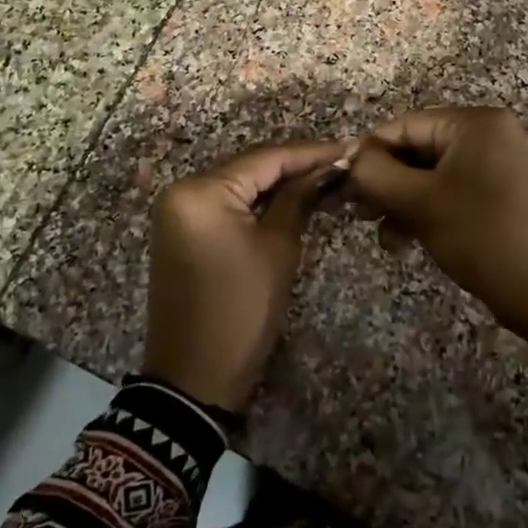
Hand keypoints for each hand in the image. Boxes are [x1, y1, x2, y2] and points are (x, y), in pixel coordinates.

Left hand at [144, 140, 347, 413]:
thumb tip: (327, 168)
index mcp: (200, 191)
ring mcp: (177, 211)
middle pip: (249, 167)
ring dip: (278, 183)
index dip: (310, 153)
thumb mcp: (277, 250)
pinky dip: (257, 202)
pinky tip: (291, 198)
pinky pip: (225, 204)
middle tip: (341, 163)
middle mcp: (182, 191)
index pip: (265, 158)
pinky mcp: (181, 231)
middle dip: (295, 165)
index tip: (350, 149)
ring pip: (238, 184)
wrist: (194, 378)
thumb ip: (299, 199)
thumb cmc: (241, 311)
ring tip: (325, 177)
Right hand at [345, 107, 527, 356]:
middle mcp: (487, 134)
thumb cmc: (480, 235)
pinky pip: (448, 190)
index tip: (342, 186)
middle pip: (416, 148)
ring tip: (384, 235)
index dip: (369, 154)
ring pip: (429, 174)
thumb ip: (375, 173)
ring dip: (400, 201)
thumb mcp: (419, 202)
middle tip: (358, 213)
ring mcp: (495, 163)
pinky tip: (404, 240)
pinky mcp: (497, 192)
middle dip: (385, 182)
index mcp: (474, 123)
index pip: (404, 125)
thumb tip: (350, 158)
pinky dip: (424, 210)